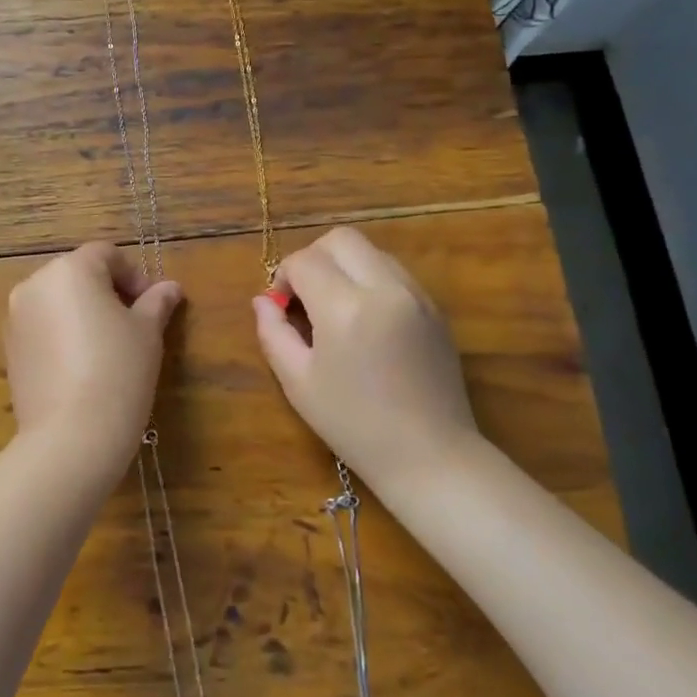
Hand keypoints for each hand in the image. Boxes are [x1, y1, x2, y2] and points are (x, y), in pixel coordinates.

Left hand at [4, 242, 183, 472]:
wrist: (71, 435)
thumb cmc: (118, 371)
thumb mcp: (147, 333)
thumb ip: (156, 303)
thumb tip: (170, 288)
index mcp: (70, 270)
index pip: (105, 254)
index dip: (133, 274)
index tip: (151, 304)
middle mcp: (35, 285)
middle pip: (77, 274)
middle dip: (107, 292)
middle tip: (134, 324)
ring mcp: (16, 318)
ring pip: (57, 302)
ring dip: (82, 313)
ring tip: (109, 348)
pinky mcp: (9, 350)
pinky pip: (41, 328)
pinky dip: (62, 335)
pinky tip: (82, 367)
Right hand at [252, 226, 476, 483]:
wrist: (430, 456)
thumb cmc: (354, 425)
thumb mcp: (298, 383)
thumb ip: (273, 333)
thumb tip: (262, 301)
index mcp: (346, 308)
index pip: (305, 261)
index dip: (284, 278)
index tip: (282, 308)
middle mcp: (385, 288)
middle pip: (340, 239)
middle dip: (313, 258)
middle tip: (305, 298)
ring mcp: (416, 295)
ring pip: (370, 251)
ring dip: (344, 266)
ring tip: (335, 309)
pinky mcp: (434, 308)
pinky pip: (394, 272)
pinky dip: (370, 280)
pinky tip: (365, 320)